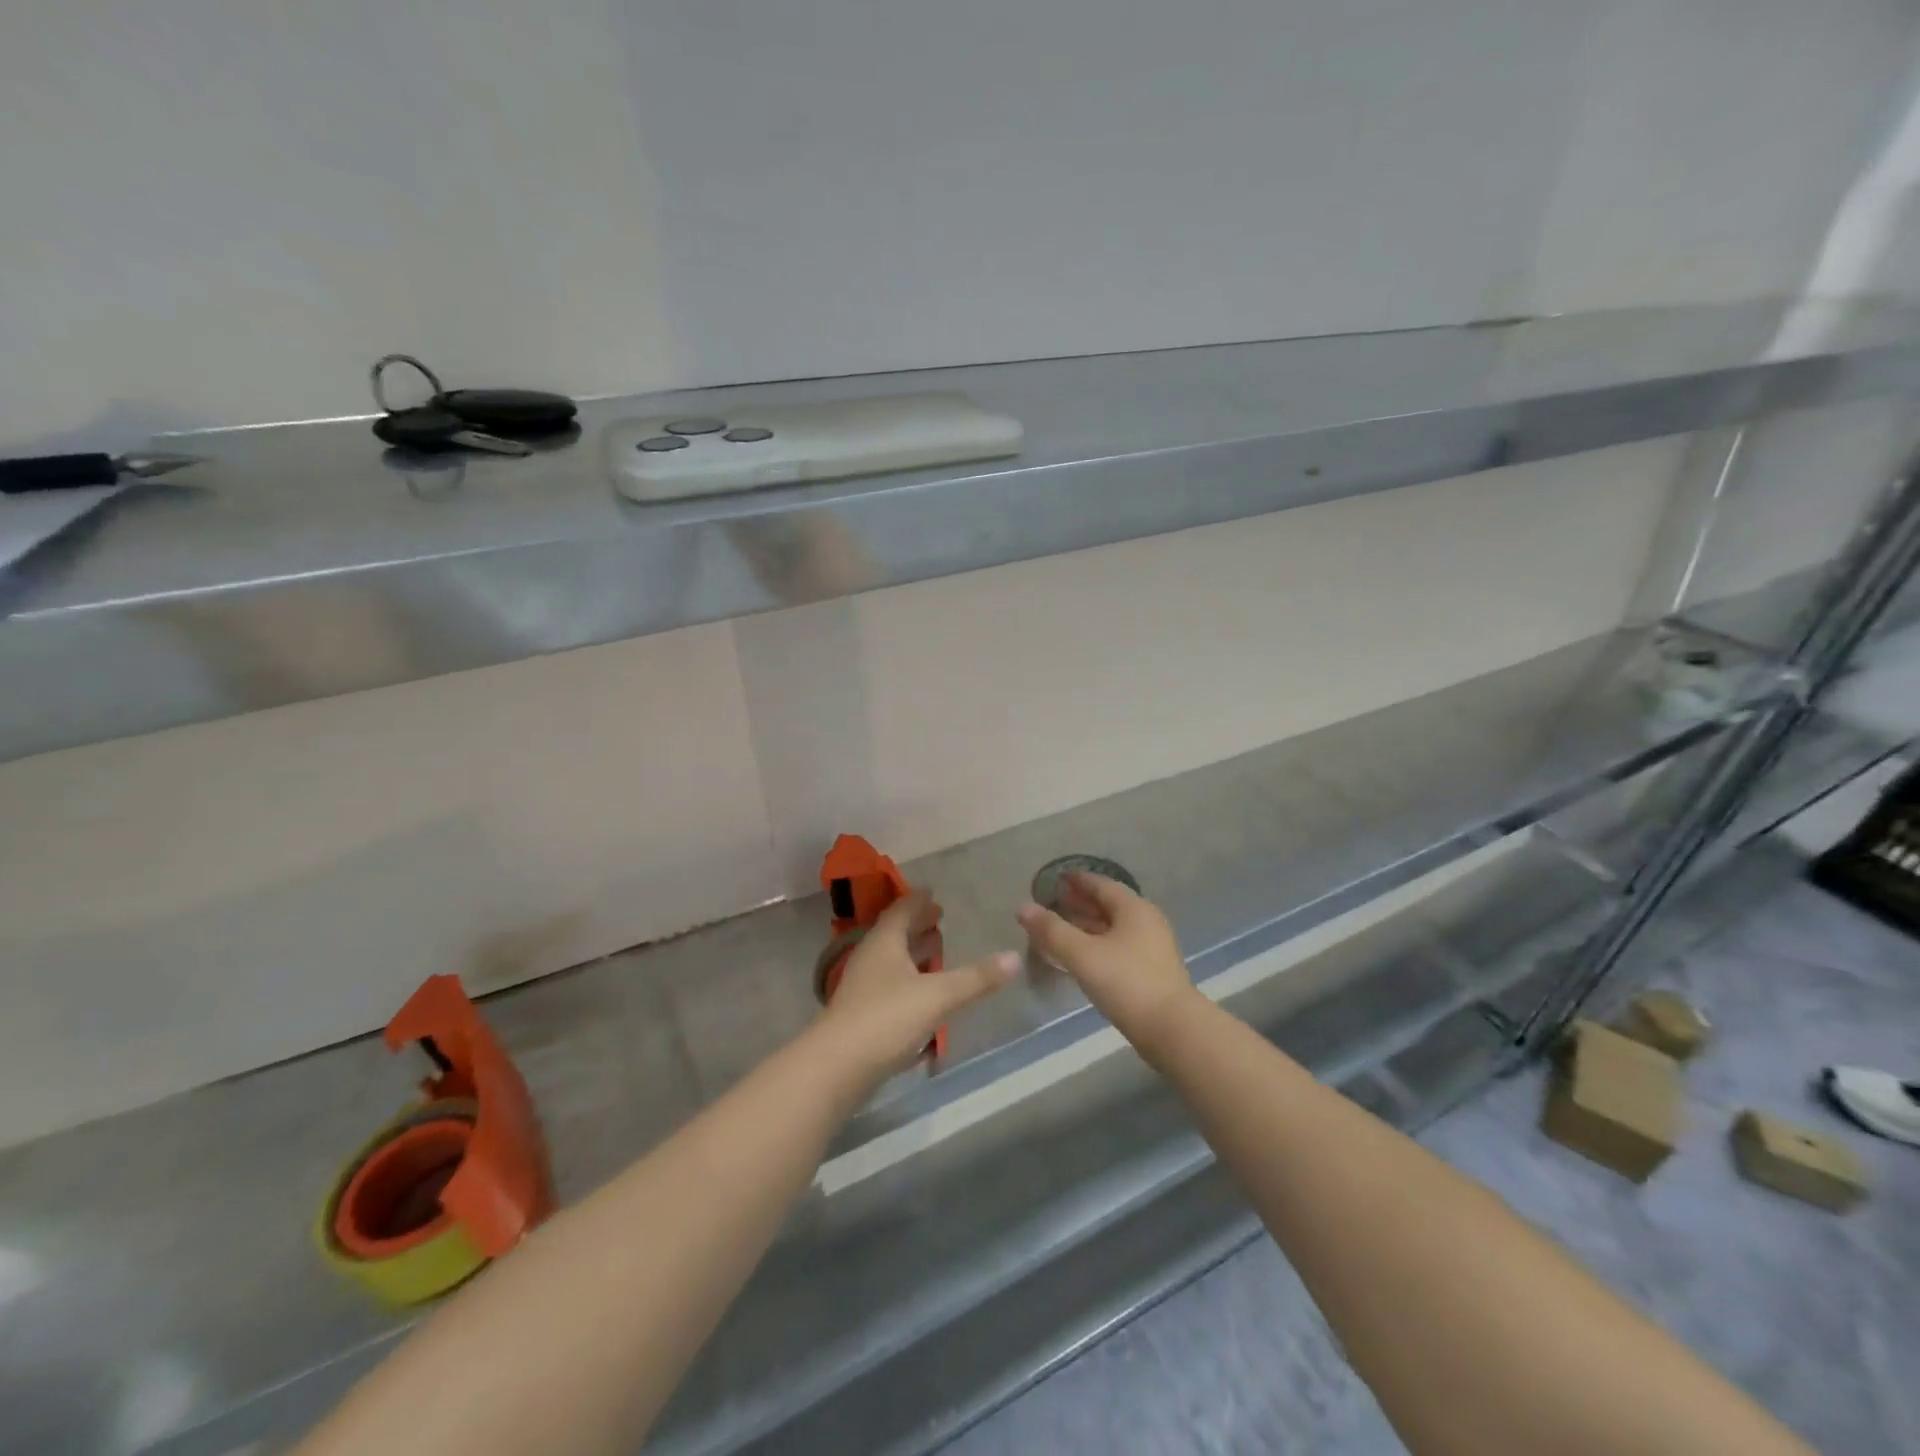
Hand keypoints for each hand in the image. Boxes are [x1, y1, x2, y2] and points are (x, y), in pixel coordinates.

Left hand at [818, 891, 1019, 1078]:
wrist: (837, 1067)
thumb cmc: (887, 1018)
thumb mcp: (938, 995)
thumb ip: (976, 978)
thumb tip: (1014, 956)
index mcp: (884, 942)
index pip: (901, 910)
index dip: (917, 900)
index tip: (932, 891)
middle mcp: (870, 958)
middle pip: (894, 934)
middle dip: (917, 925)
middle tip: (939, 917)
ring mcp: (863, 988)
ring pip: (891, 961)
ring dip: (912, 953)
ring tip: (936, 950)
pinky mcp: (861, 1015)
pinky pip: (889, 985)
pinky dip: (908, 980)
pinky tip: (923, 993)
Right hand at [1018, 873, 1198, 1051]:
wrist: (1172, 1030)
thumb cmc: (1126, 982)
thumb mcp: (1082, 954)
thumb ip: (1052, 930)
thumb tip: (1023, 907)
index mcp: (1134, 908)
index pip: (1101, 884)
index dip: (1077, 881)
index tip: (1057, 879)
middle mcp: (1146, 922)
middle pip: (1109, 905)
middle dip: (1081, 903)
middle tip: (1055, 903)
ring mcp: (1152, 948)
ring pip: (1114, 928)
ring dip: (1088, 926)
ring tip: (1061, 929)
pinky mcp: (1152, 972)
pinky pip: (1118, 947)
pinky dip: (1097, 945)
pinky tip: (1081, 957)